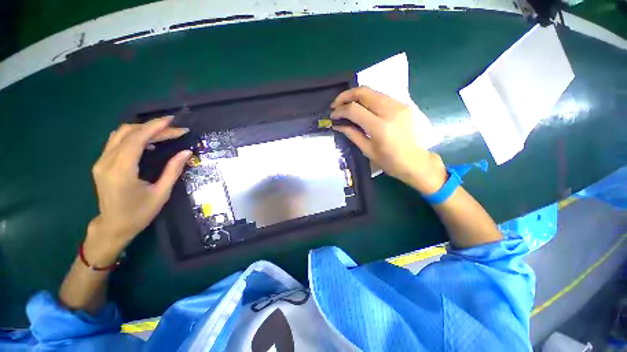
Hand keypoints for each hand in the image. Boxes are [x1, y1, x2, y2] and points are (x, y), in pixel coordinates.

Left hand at [86, 116, 190, 264]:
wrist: (113, 227)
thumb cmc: (139, 213)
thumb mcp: (161, 193)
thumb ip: (173, 170)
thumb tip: (186, 152)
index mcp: (121, 171)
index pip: (137, 139)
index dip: (155, 127)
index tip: (172, 121)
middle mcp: (106, 162)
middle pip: (128, 133)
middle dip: (153, 128)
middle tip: (175, 130)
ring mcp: (101, 161)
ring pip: (120, 134)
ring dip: (142, 130)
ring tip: (163, 133)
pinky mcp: (102, 163)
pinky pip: (116, 141)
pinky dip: (133, 136)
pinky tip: (148, 142)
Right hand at [331, 86, 445, 193]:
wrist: (416, 162)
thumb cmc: (390, 162)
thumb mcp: (368, 150)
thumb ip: (352, 134)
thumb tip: (337, 125)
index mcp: (380, 127)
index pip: (354, 109)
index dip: (340, 110)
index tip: (332, 115)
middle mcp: (391, 111)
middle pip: (363, 92)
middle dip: (345, 96)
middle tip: (336, 105)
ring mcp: (399, 105)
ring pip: (372, 91)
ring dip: (356, 96)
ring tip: (346, 105)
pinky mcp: (403, 104)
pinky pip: (380, 96)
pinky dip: (367, 99)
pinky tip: (361, 108)